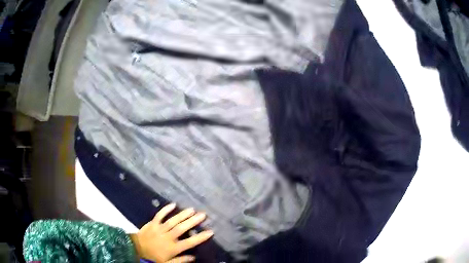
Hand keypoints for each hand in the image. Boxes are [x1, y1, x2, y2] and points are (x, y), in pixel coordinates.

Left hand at [130, 203, 213, 262]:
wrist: (135, 249)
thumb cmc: (152, 258)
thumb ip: (180, 260)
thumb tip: (194, 257)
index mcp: (173, 248)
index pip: (190, 242)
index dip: (201, 237)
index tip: (210, 231)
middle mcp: (168, 237)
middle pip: (182, 228)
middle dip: (193, 221)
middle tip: (203, 214)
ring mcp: (159, 229)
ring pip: (173, 220)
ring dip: (183, 214)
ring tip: (192, 209)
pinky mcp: (152, 224)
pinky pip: (159, 215)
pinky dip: (166, 209)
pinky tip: (173, 204)